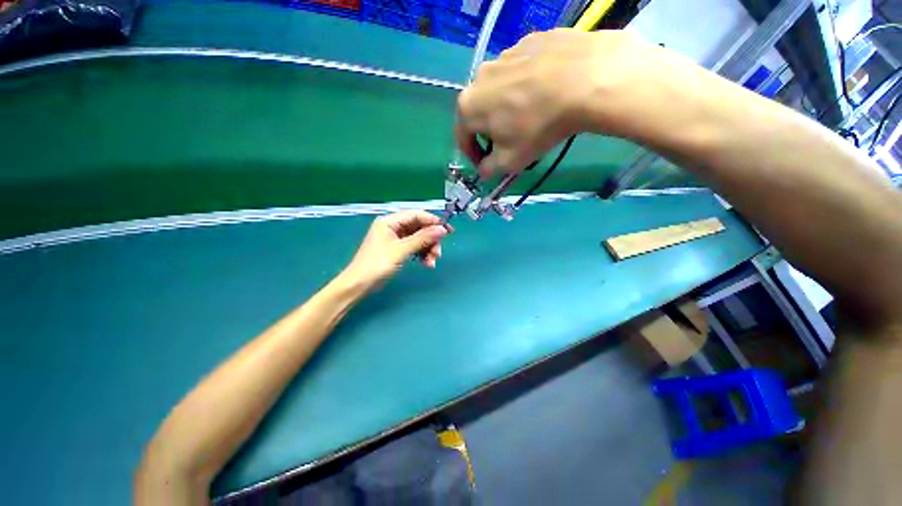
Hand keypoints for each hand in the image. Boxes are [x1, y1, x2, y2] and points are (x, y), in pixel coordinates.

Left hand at [343, 211, 450, 289]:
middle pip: (419, 228)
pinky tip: (427, 264)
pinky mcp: (398, 250)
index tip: (447, 231)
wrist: (359, 285)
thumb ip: (422, 238)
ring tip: (432, 262)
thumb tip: (442, 229)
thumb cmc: (377, 264)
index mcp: (390, 221)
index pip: (416, 215)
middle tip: (438, 253)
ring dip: (427, 249)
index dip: (433, 221)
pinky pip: (415, 248)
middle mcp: (393, 227)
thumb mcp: (401, 250)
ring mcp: (396, 239)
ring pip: (419, 239)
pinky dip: (422, 255)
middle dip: (431, 240)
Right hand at [455, 29, 689, 176]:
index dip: (473, 155)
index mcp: (468, 107)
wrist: (584, 79)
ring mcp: (504, 55)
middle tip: (509, 143)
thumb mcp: (510, 160)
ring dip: (507, 108)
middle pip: (479, 113)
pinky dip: (525, 87)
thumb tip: (484, 170)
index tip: (486, 164)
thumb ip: (490, 169)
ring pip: (499, 92)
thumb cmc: (537, 127)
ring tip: (530, 117)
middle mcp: (479, 78)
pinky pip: (520, 72)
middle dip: (490, 132)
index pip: (462, 138)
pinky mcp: (528, 42)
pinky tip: (544, 94)